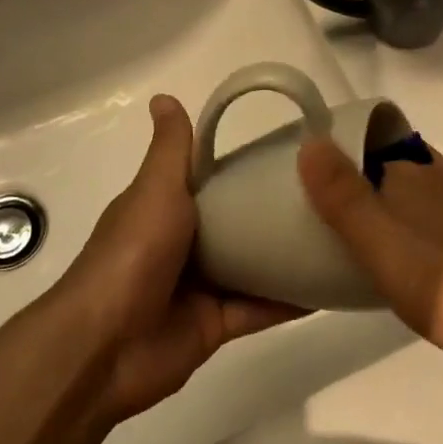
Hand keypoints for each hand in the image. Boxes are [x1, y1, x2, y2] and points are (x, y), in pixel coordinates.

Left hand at [53, 95, 299, 423]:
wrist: (105, 347)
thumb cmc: (132, 255)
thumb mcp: (155, 191)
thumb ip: (172, 150)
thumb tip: (164, 96)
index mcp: (165, 209)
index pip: (211, 181)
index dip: (245, 168)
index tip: (292, 155)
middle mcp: (183, 245)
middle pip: (236, 225)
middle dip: (273, 213)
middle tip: (327, 196)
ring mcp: (200, 287)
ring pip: (252, 267)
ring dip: (285, 256)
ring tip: (337, 237)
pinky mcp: (215, 325)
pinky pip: (259, 309)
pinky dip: (289, 300)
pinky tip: (327, 287)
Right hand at [297, 135, 442, 375]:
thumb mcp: (381, 241)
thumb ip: (343, 195)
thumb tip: (310, 141)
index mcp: (413, 169)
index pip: (364, 139)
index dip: (332, 151)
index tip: (299, 176)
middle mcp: (438, 177)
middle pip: (383, 164)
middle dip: (350, 178)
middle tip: (311, 211)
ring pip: (405, 192)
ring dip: (375, 203)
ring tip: (342, 236)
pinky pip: (423, 218)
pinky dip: (400, 226)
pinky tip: (392, 259)